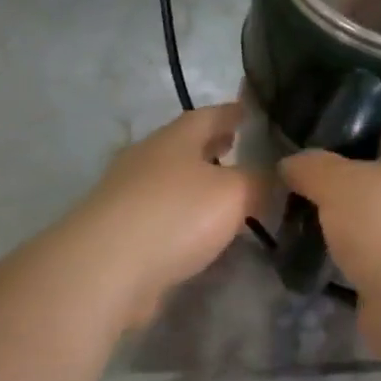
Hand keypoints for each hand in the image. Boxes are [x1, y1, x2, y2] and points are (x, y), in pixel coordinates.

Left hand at [64, 103, 266, 325]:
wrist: (104, 268)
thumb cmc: (175, 214)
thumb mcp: (235, 193)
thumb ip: (259, 182)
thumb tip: (276, 177)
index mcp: (176, 138)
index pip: (210, 114)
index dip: (232, 112)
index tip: (251, 111)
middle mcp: (148, 157)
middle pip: (185, 145)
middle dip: (212, 145)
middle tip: (239, 148)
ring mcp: (127, 194)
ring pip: (171, 180)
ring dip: (196, 182)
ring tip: (224, 193)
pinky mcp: (117, 231)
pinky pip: (159, 214)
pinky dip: (180, 216)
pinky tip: (197, 233)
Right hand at [280, 123, 380, 303]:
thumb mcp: (335, 183)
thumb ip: (310, 166)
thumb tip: (290, 163)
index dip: (352, 134)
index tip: (315, 146)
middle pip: (379, 175)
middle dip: (344, 182)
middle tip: (304, 188)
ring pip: (377, 216)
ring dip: (349, 222)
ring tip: (308, 224)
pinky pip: (379, 252)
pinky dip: (357, 255)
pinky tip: (327, 258)